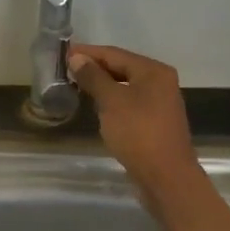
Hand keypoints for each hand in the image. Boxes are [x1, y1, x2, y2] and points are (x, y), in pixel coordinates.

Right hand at [67, 43, 206, 205]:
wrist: (166, 177)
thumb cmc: (138, 133)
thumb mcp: (111, 101)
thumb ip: (94, 77)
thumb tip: (77, 58)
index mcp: (153, 71)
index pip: (115, 54)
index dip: (88, 53)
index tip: (64, 52)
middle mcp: (160, 82)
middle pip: (122, 67)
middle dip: (94, 67)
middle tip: (66, 68)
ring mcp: (159, 103)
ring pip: (125, 86)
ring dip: (102, 84)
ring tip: (76, 84)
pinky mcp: (155, 122)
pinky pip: (129, 102)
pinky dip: (111, 99)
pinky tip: (96, 105)